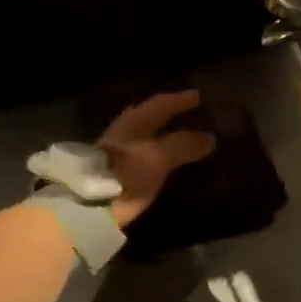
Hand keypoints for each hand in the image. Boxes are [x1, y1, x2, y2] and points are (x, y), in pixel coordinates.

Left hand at [99, 90, 218, 227]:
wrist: (90, 206)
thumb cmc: (127, 173)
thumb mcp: (159, 157)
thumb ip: (183, 145)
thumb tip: (210, 136)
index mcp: (133, 122)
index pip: (159, 104)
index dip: (179, 100)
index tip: (198, 96)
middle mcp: (123, 132)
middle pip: (148, 117)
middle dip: (168, 114)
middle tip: (190, 113)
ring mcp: (116, 153)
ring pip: (144, 136)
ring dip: (162, 134)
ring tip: (182, 138)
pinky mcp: (114, 173)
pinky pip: (142, 155)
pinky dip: (157, 153)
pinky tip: (165, 162)